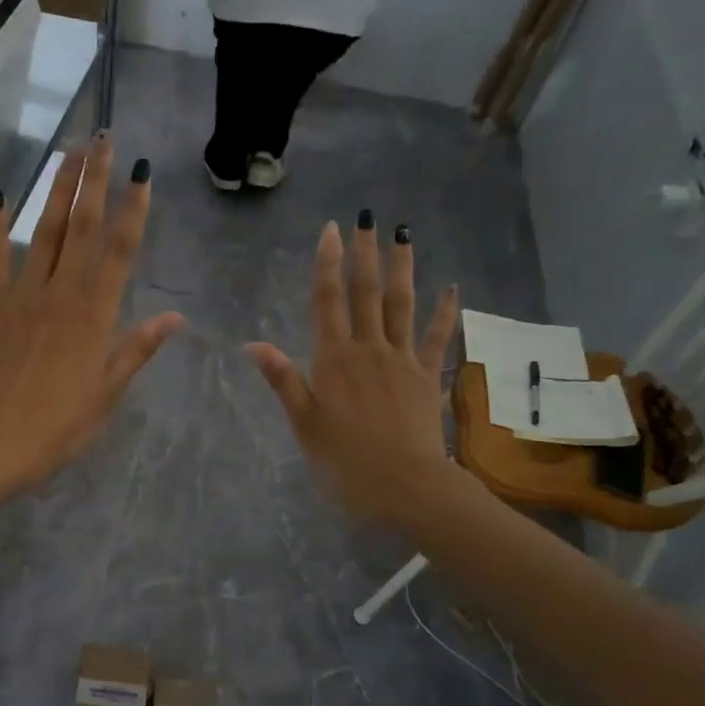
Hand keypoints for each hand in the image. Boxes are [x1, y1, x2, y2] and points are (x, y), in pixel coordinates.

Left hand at [0, 134, 182, 491]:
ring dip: (58, 190)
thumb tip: (176, 317)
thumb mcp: (109, 390)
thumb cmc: (61, 423)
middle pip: (83, 227)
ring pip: (45, 232)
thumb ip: (138, 348)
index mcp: (97, 314)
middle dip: (95, 180)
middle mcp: (63, 292)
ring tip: (69, 153)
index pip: (121, 250)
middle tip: (103, 140)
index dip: (134, 209)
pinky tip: (0, 197)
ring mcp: (23, 294)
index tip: (142, 173)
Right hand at [246, 217, 462, 528]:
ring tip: (403, 235)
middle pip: (365, 293)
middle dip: (364, 254)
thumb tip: (253, 344)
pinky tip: (452, 287)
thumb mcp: (304, 423)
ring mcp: (402, 360)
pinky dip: (445, 312)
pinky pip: (437, 337)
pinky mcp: (426, 376)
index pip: (327, 302)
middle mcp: (368, 349)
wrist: (404, 485)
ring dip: (402, 268)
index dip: (326, 264)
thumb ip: (283, 380)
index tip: (330, 230)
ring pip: (401, 305)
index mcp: (333, 360)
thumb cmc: (344, 460)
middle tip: (366, 220)